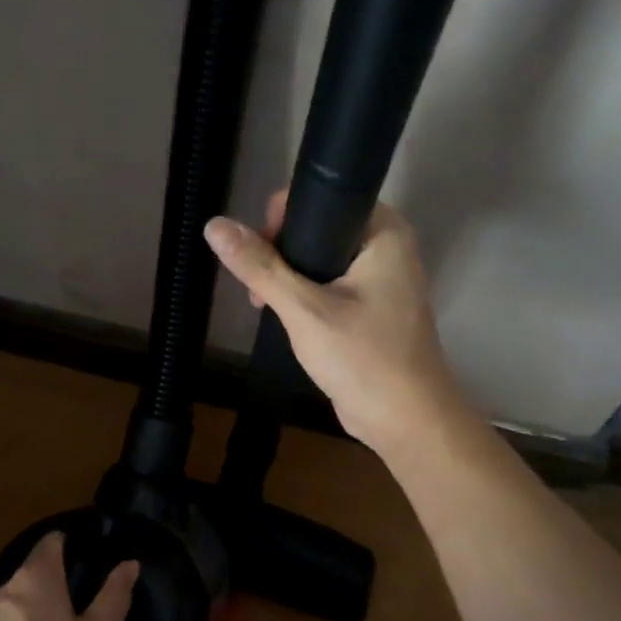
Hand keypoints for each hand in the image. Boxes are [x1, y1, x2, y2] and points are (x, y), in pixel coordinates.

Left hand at [0, 533, 136, 620]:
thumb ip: (114, 598)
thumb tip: (128, 563)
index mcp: (34, 580)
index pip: (51, 543)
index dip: (72, 545)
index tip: (93, 563)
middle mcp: (2, 592)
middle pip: (33, 573)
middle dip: (58, 585)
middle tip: (87, 612)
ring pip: (18, 605)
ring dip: (40, 614)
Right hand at [204, 192, 464, 454]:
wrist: (406, 421)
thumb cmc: (363, 358)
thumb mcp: (303, 309)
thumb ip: (260, 266)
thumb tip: (215, 226)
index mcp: (383, 231)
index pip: (321, 199)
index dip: (281, 219)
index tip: (258, 253)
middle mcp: (387, 246)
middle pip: (317, 229)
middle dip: (281, 254)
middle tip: (260, 289)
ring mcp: (383, 279)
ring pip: (321, 260)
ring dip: (289, 279)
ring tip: (265, 307)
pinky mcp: (374, 308)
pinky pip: (331, 286)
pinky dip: (307, 297)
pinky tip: (287, 320)